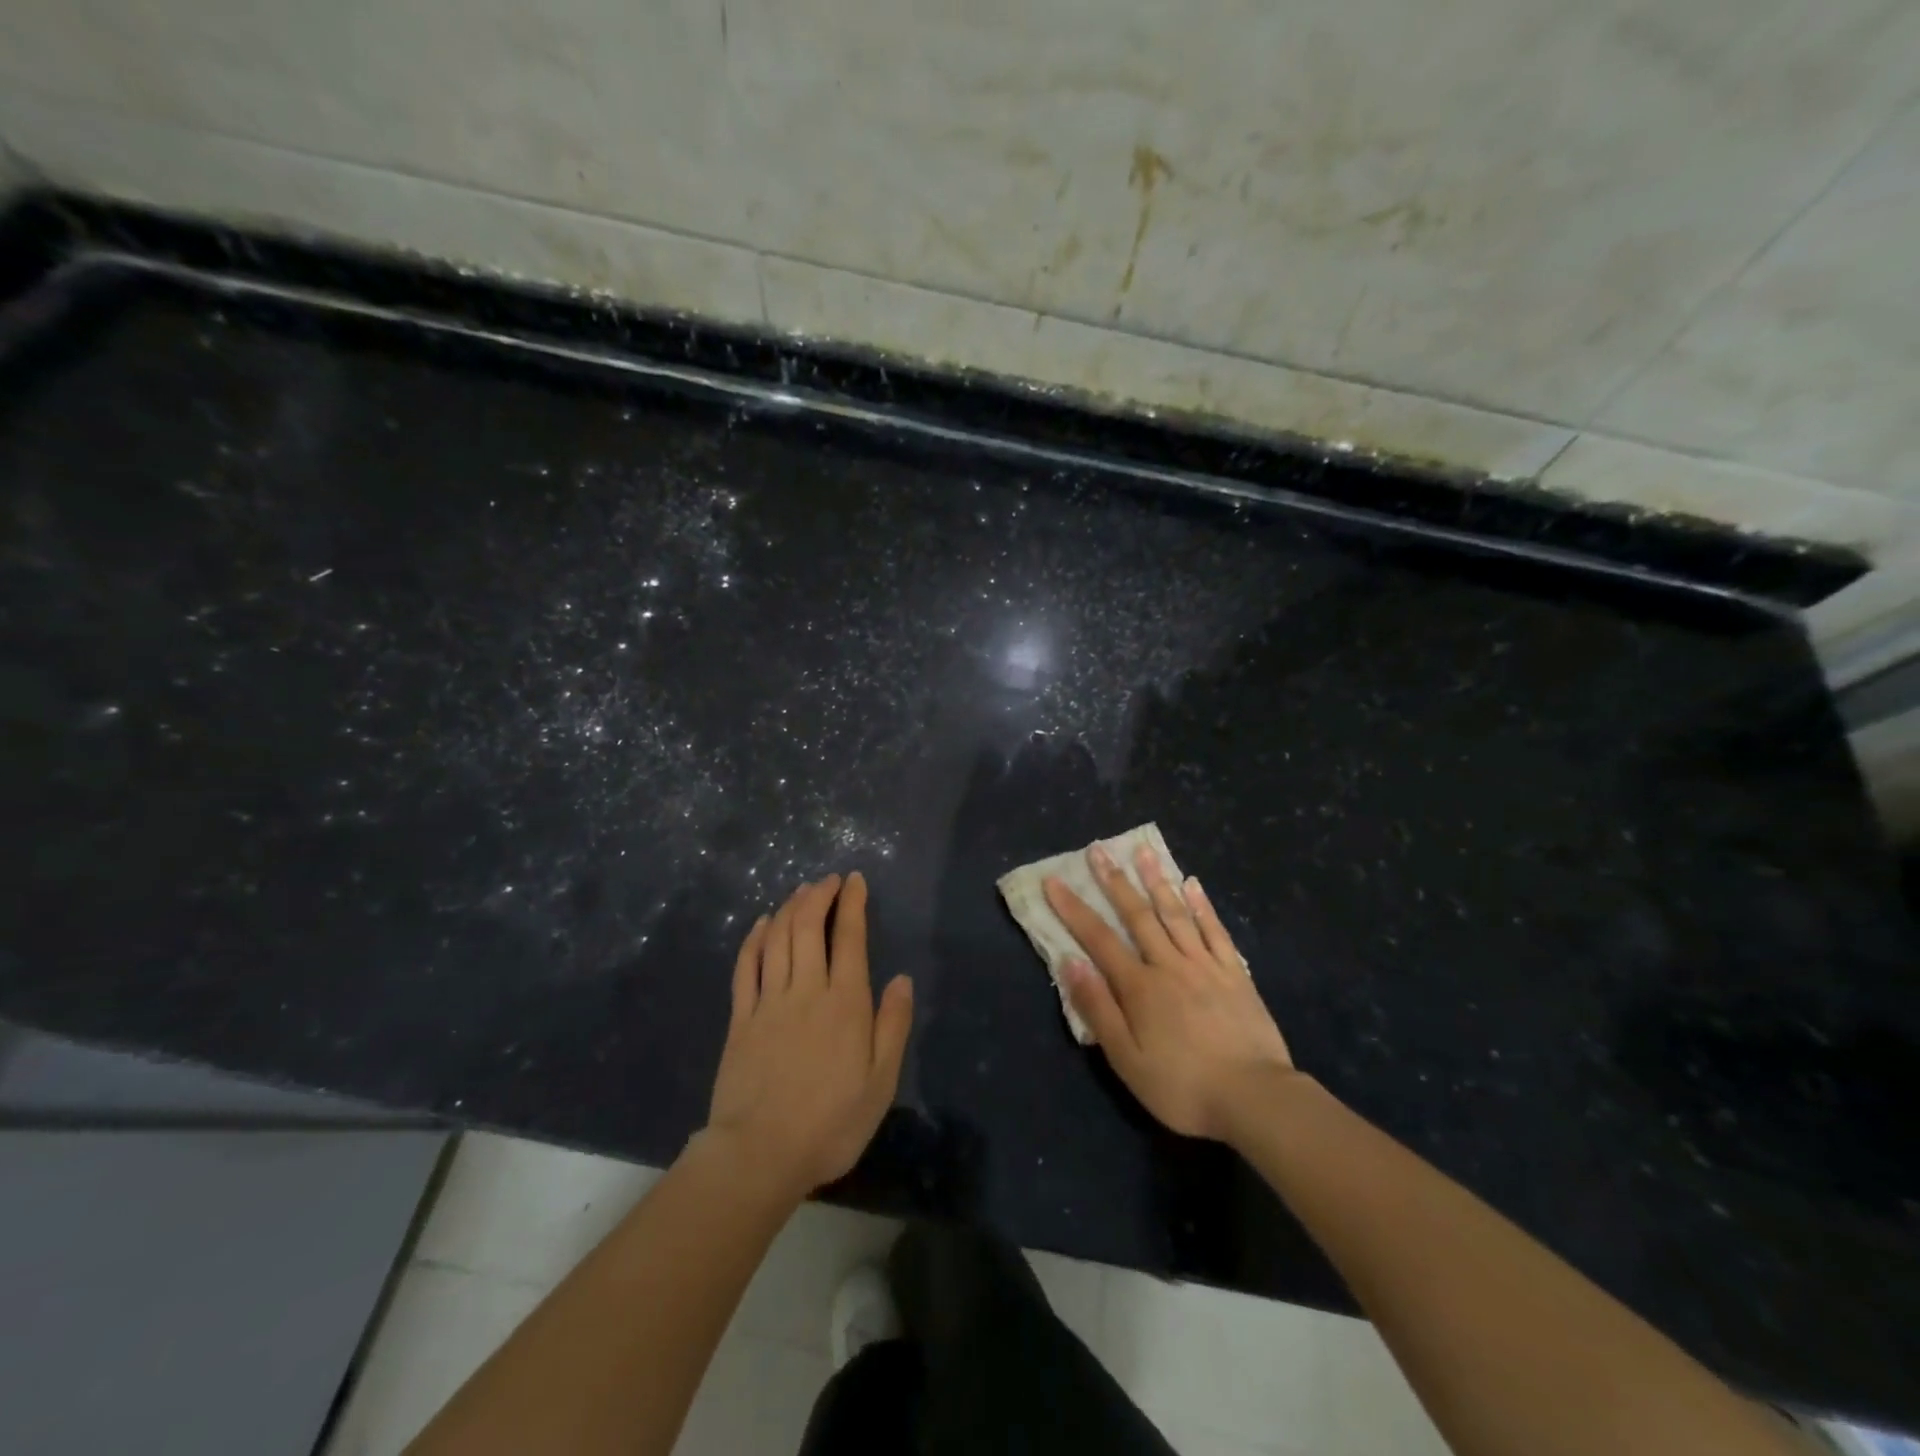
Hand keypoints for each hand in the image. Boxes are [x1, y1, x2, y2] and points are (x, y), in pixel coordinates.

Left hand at [705, 873, 913, 1200]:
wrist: (760, 1154)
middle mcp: (807, 990)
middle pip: (809, 926)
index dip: (852, 903)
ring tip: (801, 890)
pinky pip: (746, 965)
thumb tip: (902, 979)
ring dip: (790, 907)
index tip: (855, 880)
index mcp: (846, 1003)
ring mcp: (769, 1001)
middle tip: (829, 880)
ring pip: (778, 938)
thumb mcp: (881, 1082)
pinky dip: (755, 937)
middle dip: (819, 895)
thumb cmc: (831, 1122)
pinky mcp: (740, 1018)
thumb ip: (893, 1026)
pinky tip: (762, 923)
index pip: (850, 938)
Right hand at [1045, 843, 1293, 1141]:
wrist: (1255, 1099)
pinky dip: (1202, 905)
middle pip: (1137, 915)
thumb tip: (1070, 962)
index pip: (1098, 939)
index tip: (1054, 880)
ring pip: (1176, 913)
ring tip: (1143, 851)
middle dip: (1114, 881)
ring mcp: (1205, 965)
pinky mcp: (1235, 974)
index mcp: (1139, 987)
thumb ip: (1098, 1008)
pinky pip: (1215, 930)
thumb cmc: (1183, 1086)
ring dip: (1156, 880)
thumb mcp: (1127, 1059)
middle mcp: (1169, 965)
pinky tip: (1192, 884)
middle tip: (1098, 850)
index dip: (1073, 909)